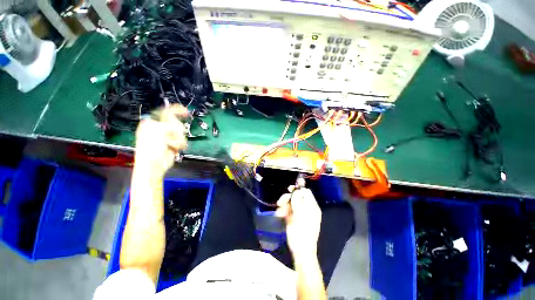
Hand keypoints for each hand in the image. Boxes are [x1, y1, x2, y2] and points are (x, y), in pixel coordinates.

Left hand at [134, 105, 188, 177]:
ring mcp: (168, 137)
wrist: (155, 165)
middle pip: (177, 123)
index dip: (176, 110)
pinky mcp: (174, 144)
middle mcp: (160, 129)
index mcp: (152, 123)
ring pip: (181, 133)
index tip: (186, 111)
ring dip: (178, 140)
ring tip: (171, 146)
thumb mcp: (157, 131)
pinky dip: (180, 145)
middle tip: (170, 138)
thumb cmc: (151, 148)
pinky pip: (183, 140)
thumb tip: (177, 125)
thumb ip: (168, 123)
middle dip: (176, 131)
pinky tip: (174, 148)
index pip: (166, 112)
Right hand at [276, 186, 321, 258]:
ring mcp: (301, 213)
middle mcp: (307, 208)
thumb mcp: (299, 217)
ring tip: (279, 212)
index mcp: (312, 207)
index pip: (306, 192)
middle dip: (288, 198)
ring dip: (284, 206)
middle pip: (297, 197)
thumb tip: (296, 190)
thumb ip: (298, 202)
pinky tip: (280, 215)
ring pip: (291, 203)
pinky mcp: (295, 218)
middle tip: (280, 202)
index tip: (289, 189)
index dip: (297, 189)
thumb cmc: (301, 235)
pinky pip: (289, 210)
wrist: (301, 253)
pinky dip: (284, 211)